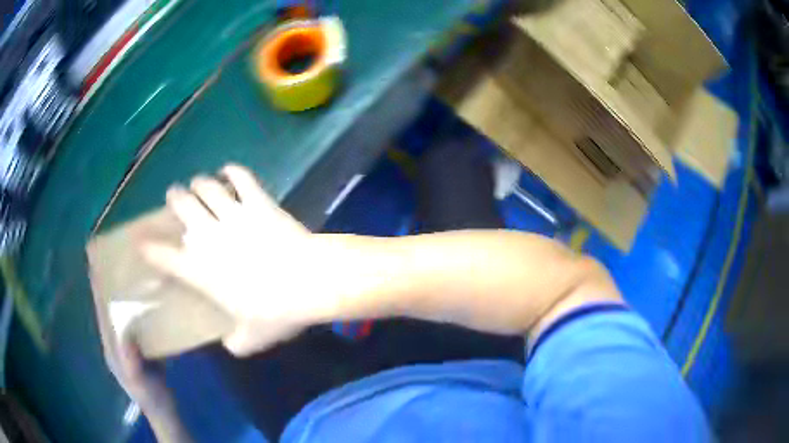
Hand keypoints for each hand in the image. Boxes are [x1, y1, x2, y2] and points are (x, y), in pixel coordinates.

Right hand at [142, 164, 339, 355]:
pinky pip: (241, 177)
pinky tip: (230, 171)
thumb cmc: (276, 313)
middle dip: (175, 197)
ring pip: (207, 186)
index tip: (139, 240)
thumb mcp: (250, 339)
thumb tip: (230, 342)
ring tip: (199, 183)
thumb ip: (234, 342)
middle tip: (175, 196)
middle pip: (181, 205)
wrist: (310, 281)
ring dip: (199, 183)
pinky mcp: (259, 202)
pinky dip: (233, 171)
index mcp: (200, 270)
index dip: (148, 247)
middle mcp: (209, 236)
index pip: (163, 256)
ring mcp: (234, 215)